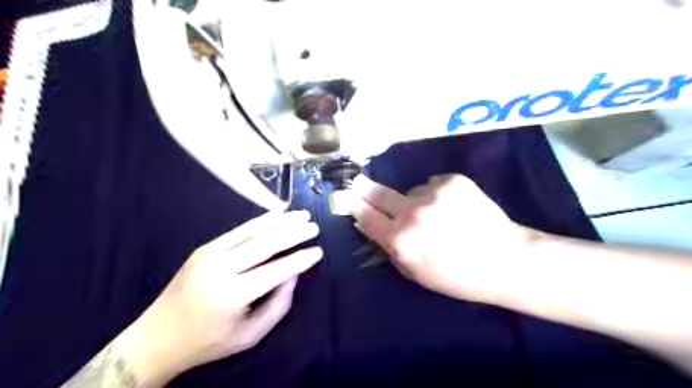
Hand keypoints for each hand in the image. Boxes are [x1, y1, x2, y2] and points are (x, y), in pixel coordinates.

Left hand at [121, 210, 324, 385]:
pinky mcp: (205, 248)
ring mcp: (209, 254)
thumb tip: (294, 274)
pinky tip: (277, 215)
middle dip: (294, 233)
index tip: (318, 252)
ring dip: (281, 221)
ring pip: (253, 231)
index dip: (300, 260)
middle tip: (315, 227)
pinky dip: (261, 221)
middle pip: (266, 244)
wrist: (157, 337)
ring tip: (302, 215)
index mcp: (232, 295)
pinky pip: (239, 230)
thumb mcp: (250, 335)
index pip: (276, 271)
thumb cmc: (208, 342)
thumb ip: (278, 305)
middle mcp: (220, 269)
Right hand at [349, 174, 530, 303]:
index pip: (365, 216)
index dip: (354, 206)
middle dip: (365, 189)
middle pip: (378, 193)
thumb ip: (389, 248)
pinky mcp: (453, 180)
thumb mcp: (415, 273)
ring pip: (411, 191)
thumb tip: (371, 224)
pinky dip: (437, 194)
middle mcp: (412, 212)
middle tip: (358, 183)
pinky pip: (433, 184)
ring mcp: (433, 193)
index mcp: (400, 240)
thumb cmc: (458, 276)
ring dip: (415, 200)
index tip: (347, 197)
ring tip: (437, 215)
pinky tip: (454, 208)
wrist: (507, 260)